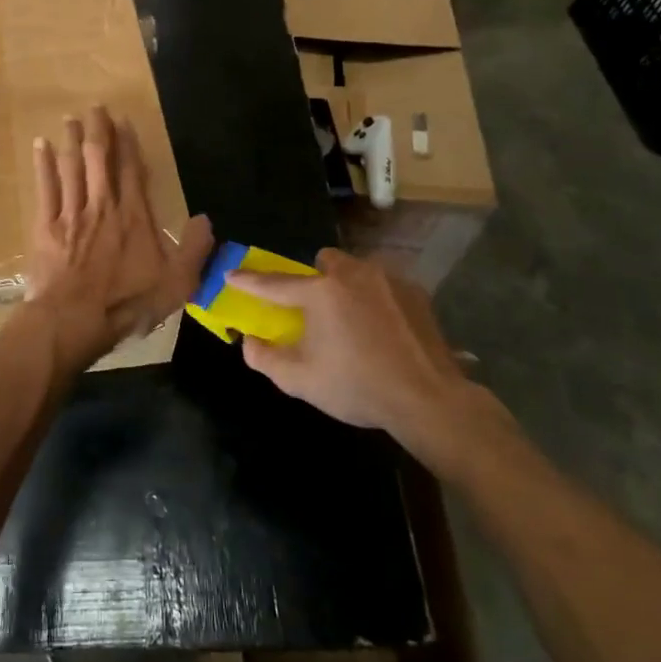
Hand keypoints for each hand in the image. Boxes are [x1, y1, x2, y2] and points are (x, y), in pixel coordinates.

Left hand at [26, 106, 212, 370]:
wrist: (74, 319)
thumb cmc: (127, 302)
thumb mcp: (176, 283)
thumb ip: (194, 249)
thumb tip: (206, 219)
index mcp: (133, 215)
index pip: (132, 169)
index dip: (128, 143)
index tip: (123, 121)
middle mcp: (102, 204)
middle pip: (99, 158)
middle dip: (98, 130)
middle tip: (95, 107)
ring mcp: (71, 213)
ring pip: (71, 166)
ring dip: (71, 140)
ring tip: (71, 119)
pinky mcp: (46, 226)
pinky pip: (45, 186)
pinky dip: (43, 164)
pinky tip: (41, 145)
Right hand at [228, 248, 509, 479]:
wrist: (428, 399)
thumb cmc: (358, 387)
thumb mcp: (301, 381)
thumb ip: (265, 358)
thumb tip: (249, 341)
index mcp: (320, 293)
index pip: (274, 283)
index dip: (249, 281)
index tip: (231, 274)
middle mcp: (352, 274)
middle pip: (323, 262)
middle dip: (315, 278)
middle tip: (316, 310)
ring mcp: (387, 279)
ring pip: (356, 268)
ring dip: (347, 285)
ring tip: (353, 319)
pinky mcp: (414, 291)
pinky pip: (384, 284)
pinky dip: (376, 298)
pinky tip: (384, 328)